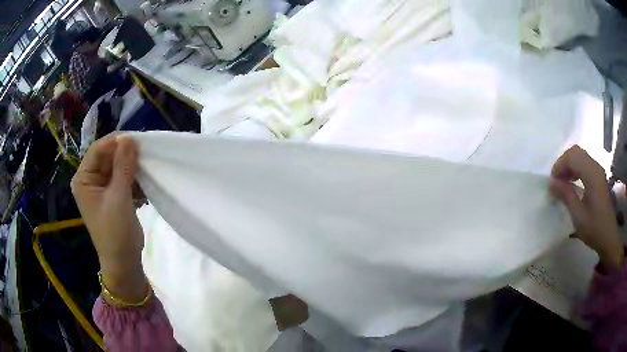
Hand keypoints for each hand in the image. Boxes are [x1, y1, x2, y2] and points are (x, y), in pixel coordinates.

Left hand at [71, 135, 148, 302]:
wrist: (124, 262)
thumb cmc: (115, 233)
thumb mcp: (118, 198)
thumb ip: (123, 167)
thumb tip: (129, 138)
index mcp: (83, 179)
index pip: (97, 150)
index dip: (115, 142)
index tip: (137, 139)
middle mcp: (90, 180)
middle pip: (108, 156)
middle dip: (125, 153)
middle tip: (146, 150)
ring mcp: (102, 187)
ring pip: (117, 165)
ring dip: (132, 164)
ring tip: (148, 164)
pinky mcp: (113, 195)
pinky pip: (123, 177)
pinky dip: (134, 176)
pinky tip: (145, 179)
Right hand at [550, 145, 623, 271]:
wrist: (609, 237)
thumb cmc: (594, 229)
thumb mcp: (578, 216)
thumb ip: (566, 195)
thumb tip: (551, 183)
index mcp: (592, 175)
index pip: (572, 157)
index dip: (560, 165)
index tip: (552, 182)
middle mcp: (595, 167)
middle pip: (576, 152)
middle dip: (563, 162)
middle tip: (556, 180)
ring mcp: (598, 171)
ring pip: (580, 156)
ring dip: (569, 165)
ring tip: (562, 182)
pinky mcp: (598, 177)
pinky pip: (584, 164)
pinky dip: (575, 169)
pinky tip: (572, 183)